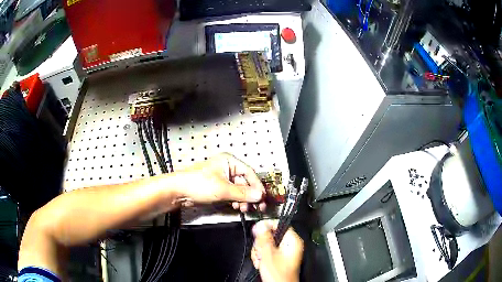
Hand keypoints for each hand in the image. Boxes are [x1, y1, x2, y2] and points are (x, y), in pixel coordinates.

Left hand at [179, 153, 265, 210]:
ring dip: (243, 200)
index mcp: (229, 161)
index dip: (257, 186)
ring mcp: (222, 178)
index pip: (249, 173)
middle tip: (257, 207)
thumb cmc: (199, 184)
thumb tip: (260, 195)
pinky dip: (236, 201)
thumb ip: (243, 193)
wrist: (178, 191)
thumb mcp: (223, 189)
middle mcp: (227, 168)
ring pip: (239, 189)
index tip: (263, 198)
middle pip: (245, 182)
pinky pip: (232, 194)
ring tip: (243, 209)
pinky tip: (236, 207)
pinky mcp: (218, 188)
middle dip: (250, 195)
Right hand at [251, 220, 303, 281]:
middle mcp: (290, 244)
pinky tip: (261, 263)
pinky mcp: (279, 257)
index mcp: (292, 241)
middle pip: (271, 234)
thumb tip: (260, 225)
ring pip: (267, 243)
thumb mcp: (268, 254)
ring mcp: (284, 251)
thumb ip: (264, 238)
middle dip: (261, 244)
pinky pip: (267, 251)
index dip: (266, 226)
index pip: (279, 224)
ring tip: (260, 260)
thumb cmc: (278, 275)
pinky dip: (261, 256)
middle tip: (260, 253)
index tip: (257, 231)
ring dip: (260, 251)